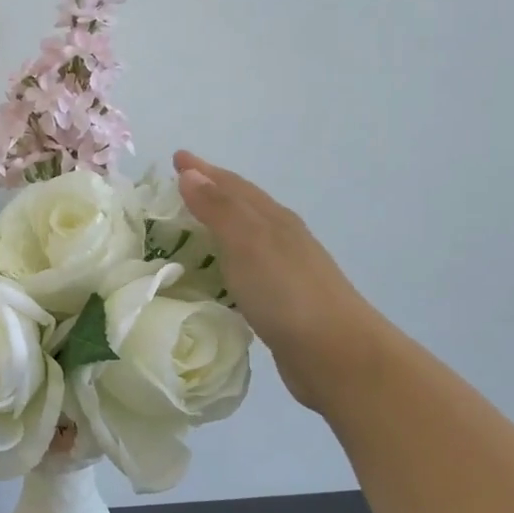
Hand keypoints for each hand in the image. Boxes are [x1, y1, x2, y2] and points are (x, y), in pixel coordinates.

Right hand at [173, 151, 383, 412]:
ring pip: (244, 237)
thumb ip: (218, 209)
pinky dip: (226, 261)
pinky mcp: (281, 302)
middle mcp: (282, 238)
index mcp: (273, 219)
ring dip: (218, 226)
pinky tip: (217, 274)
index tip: (176, 158)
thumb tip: (190, 173)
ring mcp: (285, 271)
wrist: (337, 354)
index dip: (203, 170)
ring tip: (190, 227)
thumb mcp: (247, 244)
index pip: (232, 185)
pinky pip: (245, 269)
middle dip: (211, 192)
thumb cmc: (287, 293)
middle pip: (242, 206)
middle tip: (177, 187)